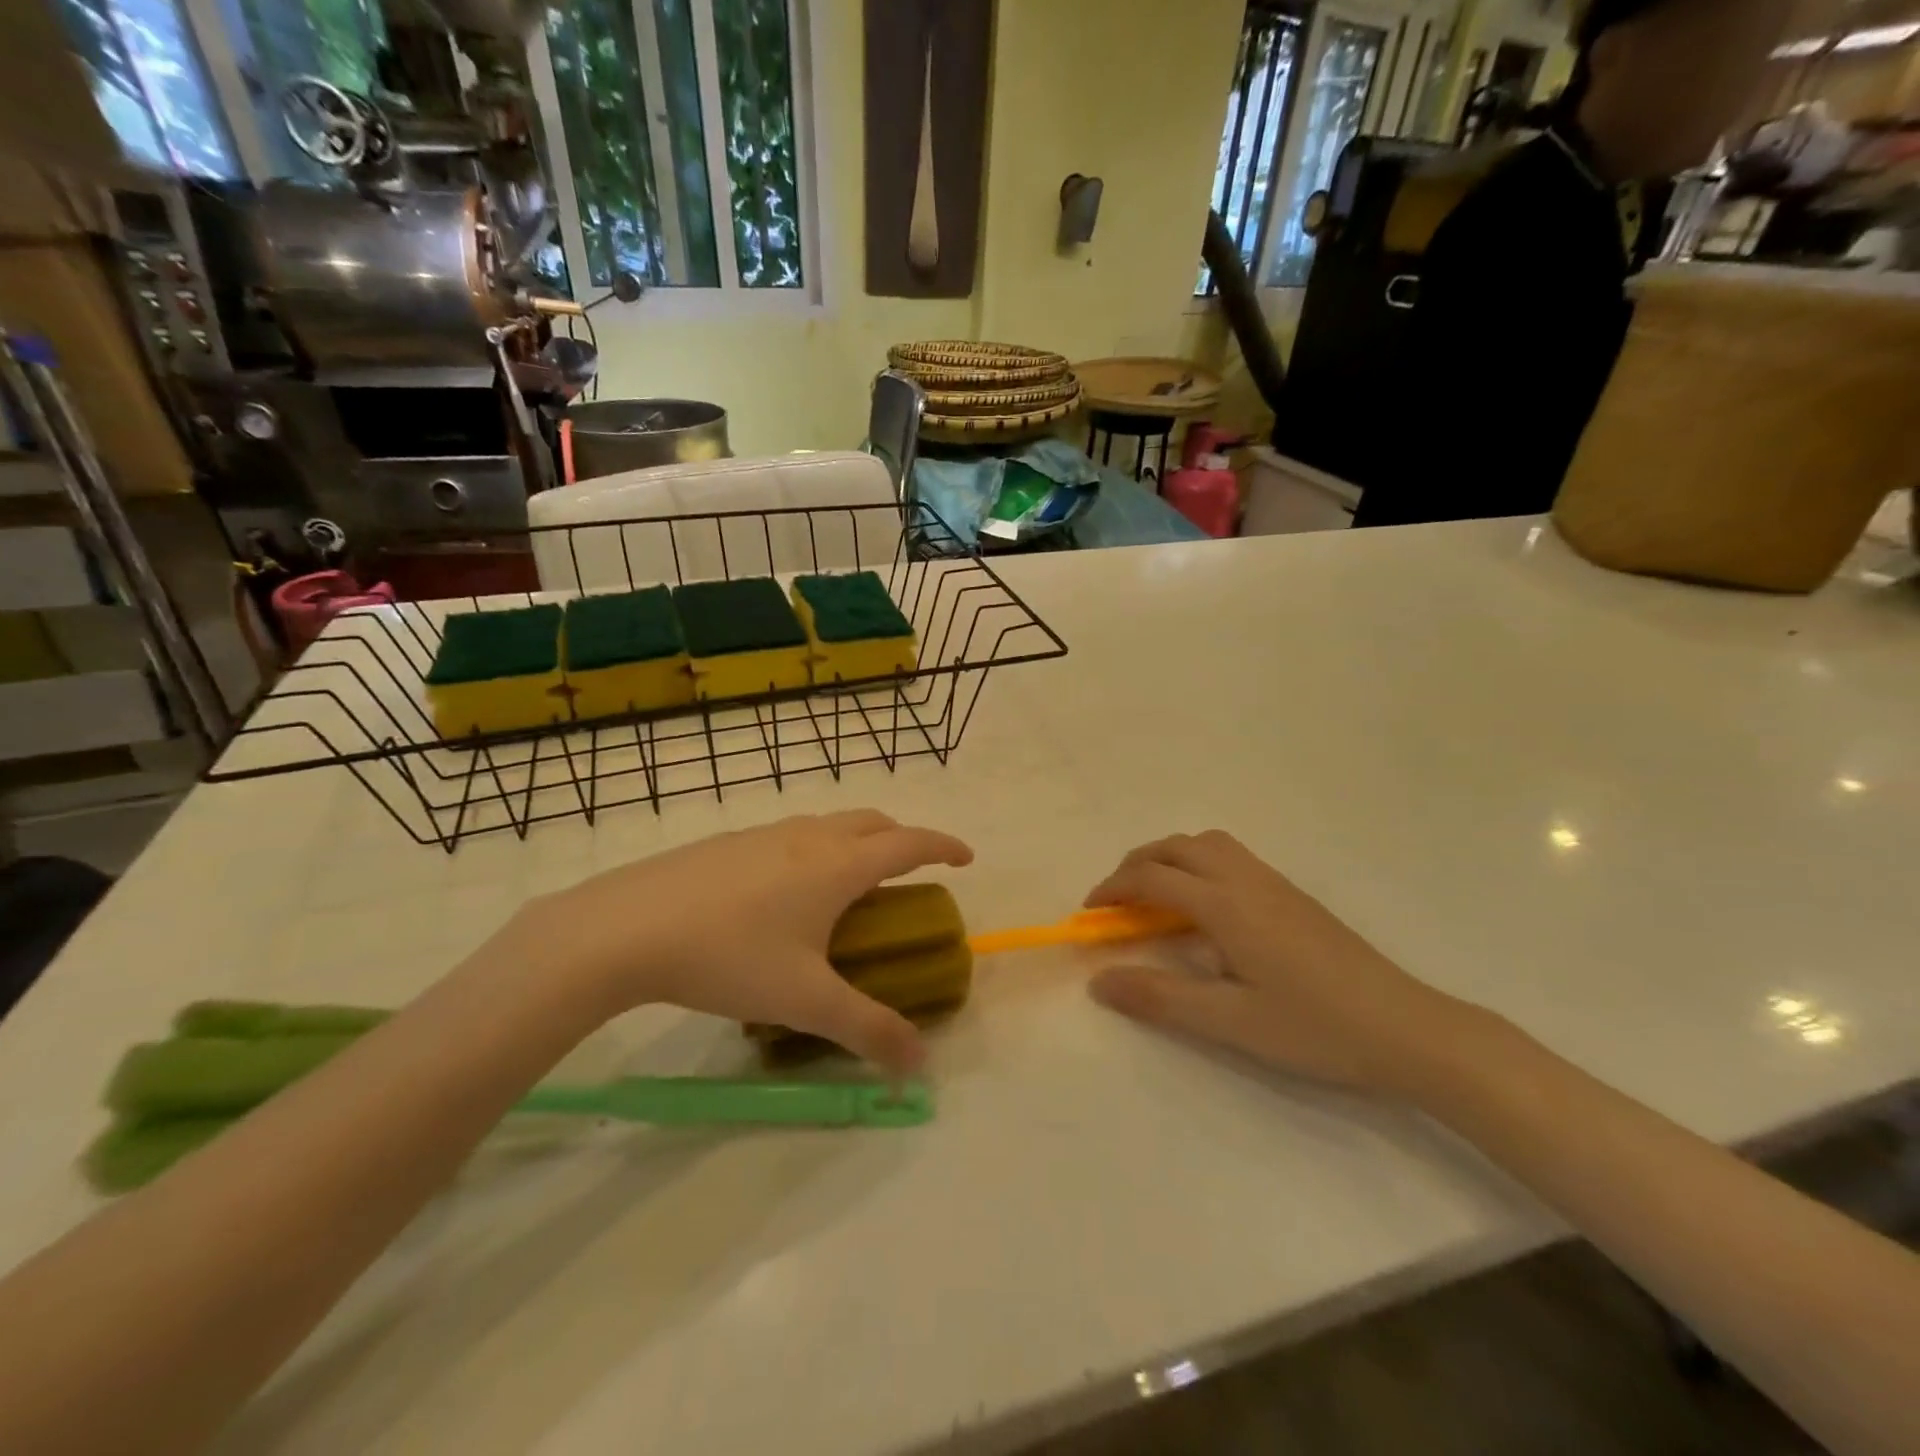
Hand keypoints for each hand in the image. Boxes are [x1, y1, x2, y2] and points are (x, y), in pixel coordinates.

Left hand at [509, 811, 972, 1074]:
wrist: (626, 928)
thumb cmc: (730, 957)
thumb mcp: (805, 1001)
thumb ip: (867, 1030)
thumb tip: (919, 1063)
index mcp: (839, 865)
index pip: (909, 843)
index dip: (943, 846)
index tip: (966, 857)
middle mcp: (808, 838)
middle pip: (872, 822)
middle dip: (902, 839)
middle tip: (909, 873)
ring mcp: (764, 834)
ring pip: (829, 824)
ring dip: (856, 841)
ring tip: (851, 884)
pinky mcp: (728, 842)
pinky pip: (791, 836)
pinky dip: (814, 849)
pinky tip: (785, 892)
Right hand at [1084, 831, 1465, 1094]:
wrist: (1406, 1028)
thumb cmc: (1315, 1028)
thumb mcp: (1231, 1022)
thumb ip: (1161, 998)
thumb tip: (1099, 982)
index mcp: (1226, 905)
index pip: (1153, 877)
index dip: (1113, 889)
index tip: (1089, 914)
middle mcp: (1246, 880)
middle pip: (1177, 846)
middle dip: (1136, 864)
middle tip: (1115, 900)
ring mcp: (1274, 883)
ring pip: (1207, 844)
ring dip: (1169, 858)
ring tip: (1154, 896)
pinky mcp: (1292, 894)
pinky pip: (1231, 856)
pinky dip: (1197, 864)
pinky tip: (1204, 907)